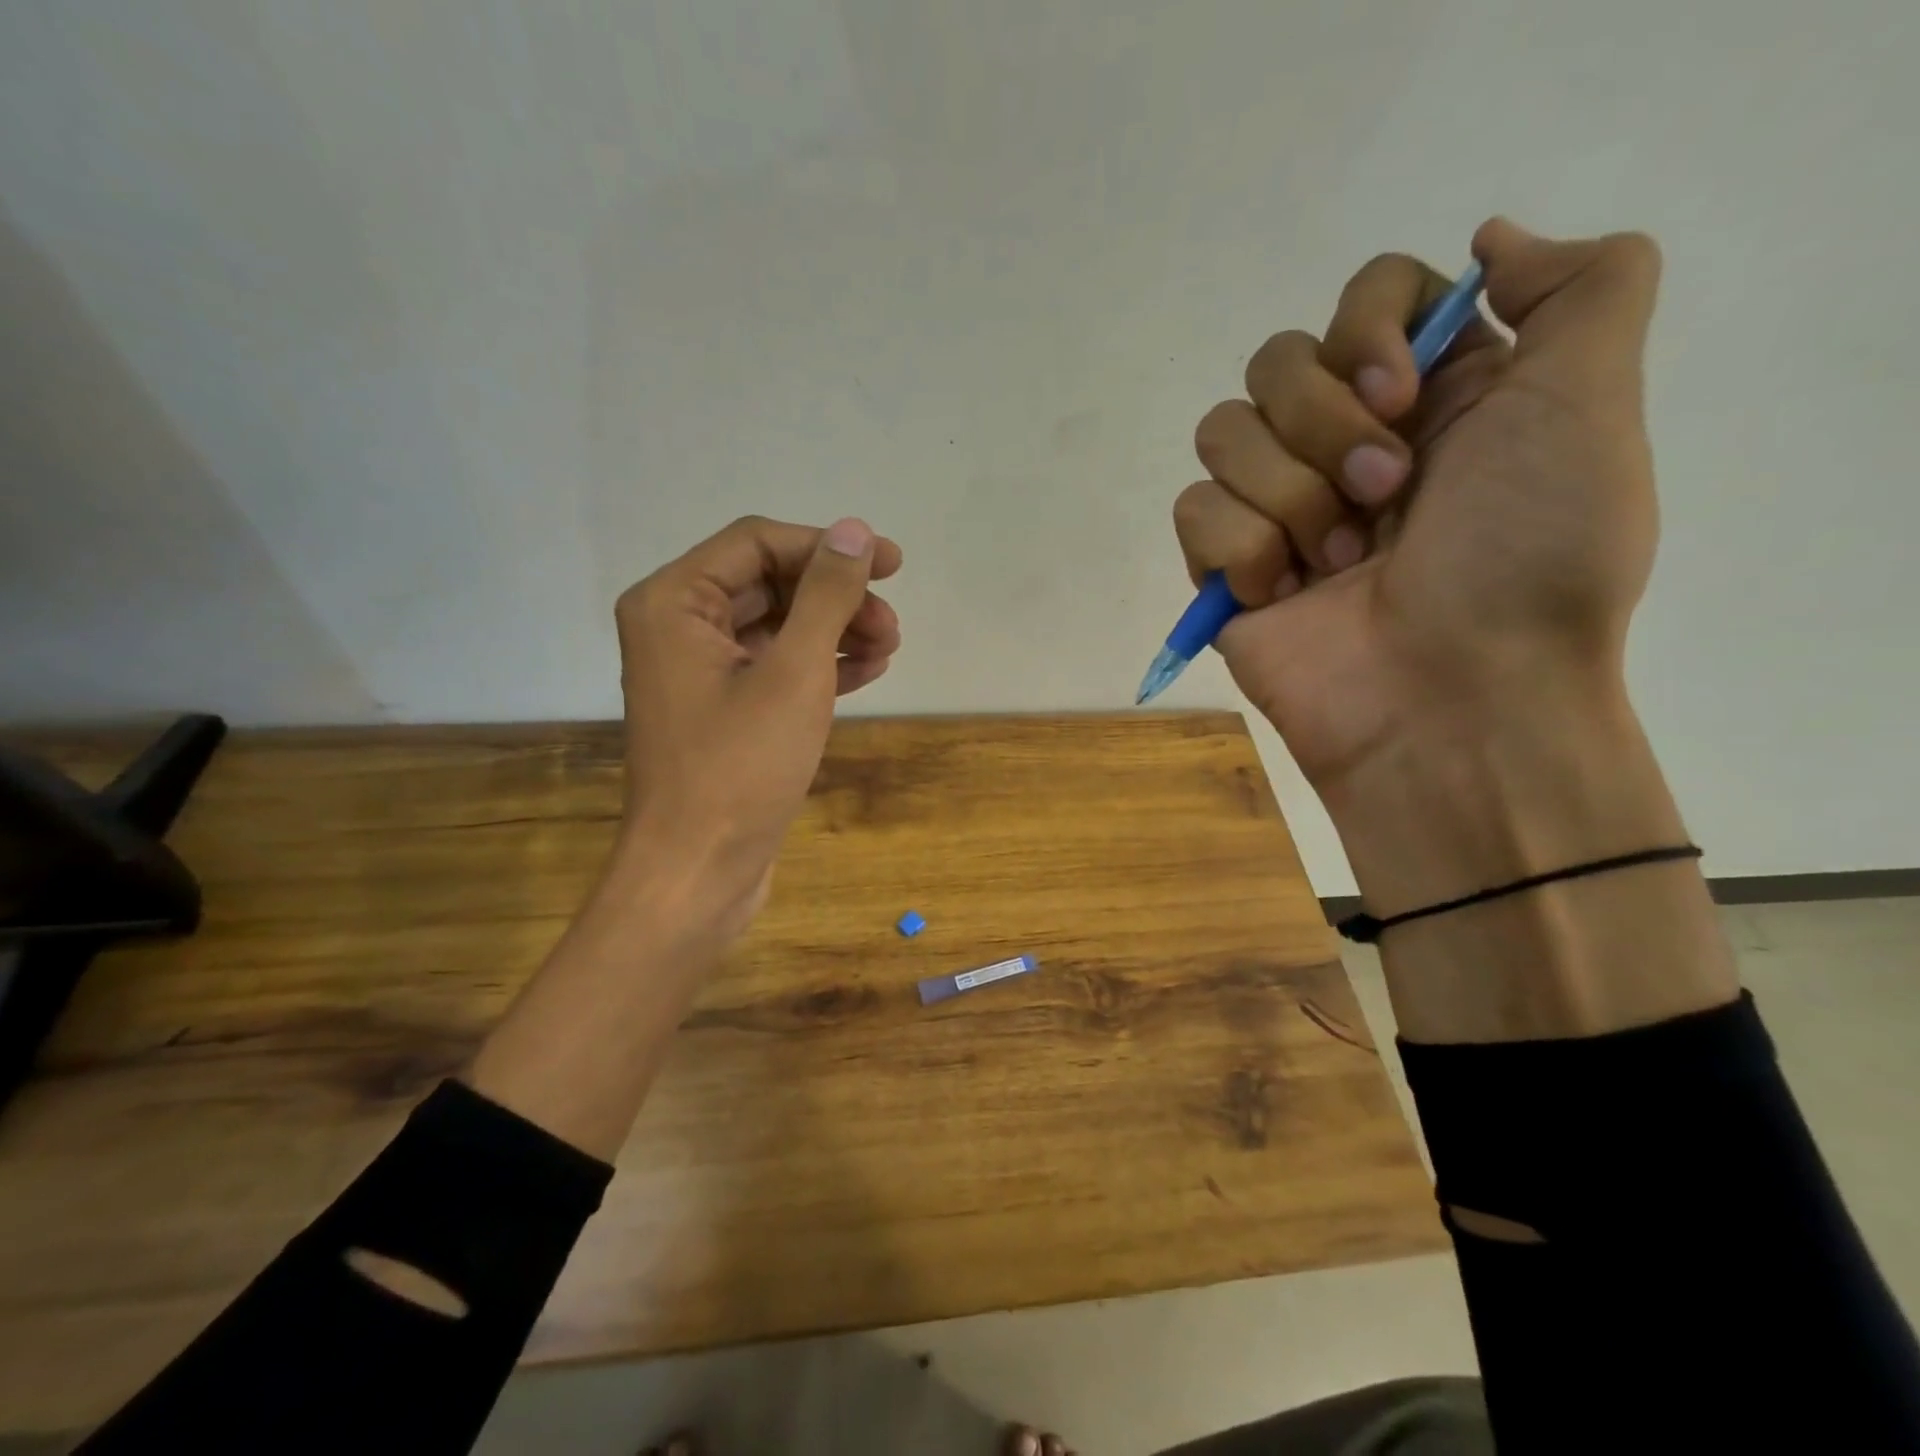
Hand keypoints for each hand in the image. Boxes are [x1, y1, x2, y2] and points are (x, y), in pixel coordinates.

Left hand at [609, 514, 902, 939]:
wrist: (698, 872)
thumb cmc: (740, 768)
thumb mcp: (795, 672)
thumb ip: (826, 595)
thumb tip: (855, 531)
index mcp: (673, 602)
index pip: (758, 543)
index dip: (828, 546)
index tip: (893, 565)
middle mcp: (677, 627)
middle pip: (770, 583)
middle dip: (836, 598)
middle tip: (891, 624)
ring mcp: (699, 671)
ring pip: (777, 626)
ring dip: (835, 631)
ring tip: (888, 650)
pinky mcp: (722, 710)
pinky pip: (775, 666)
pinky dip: (819, 665)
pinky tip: (866, 672)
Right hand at [1174, 218, 1663, 797]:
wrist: (1451, 701)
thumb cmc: (1527, 561)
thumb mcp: (1592, 406)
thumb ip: (1580, 288)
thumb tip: (1489, 242)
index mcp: (1431, 397)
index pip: (1363, 295)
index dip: (1368, 330)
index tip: (1403, 396)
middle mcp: (1347, 441)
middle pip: (1276, 360)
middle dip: (1324, 428)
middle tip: (1385, 498)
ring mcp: (1278, 507)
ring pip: (1221, 433)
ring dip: (1287, 497)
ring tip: (1336, 564)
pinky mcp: (1226, 566)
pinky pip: (1193, 510)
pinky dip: (1242, 551)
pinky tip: (1285, 595)